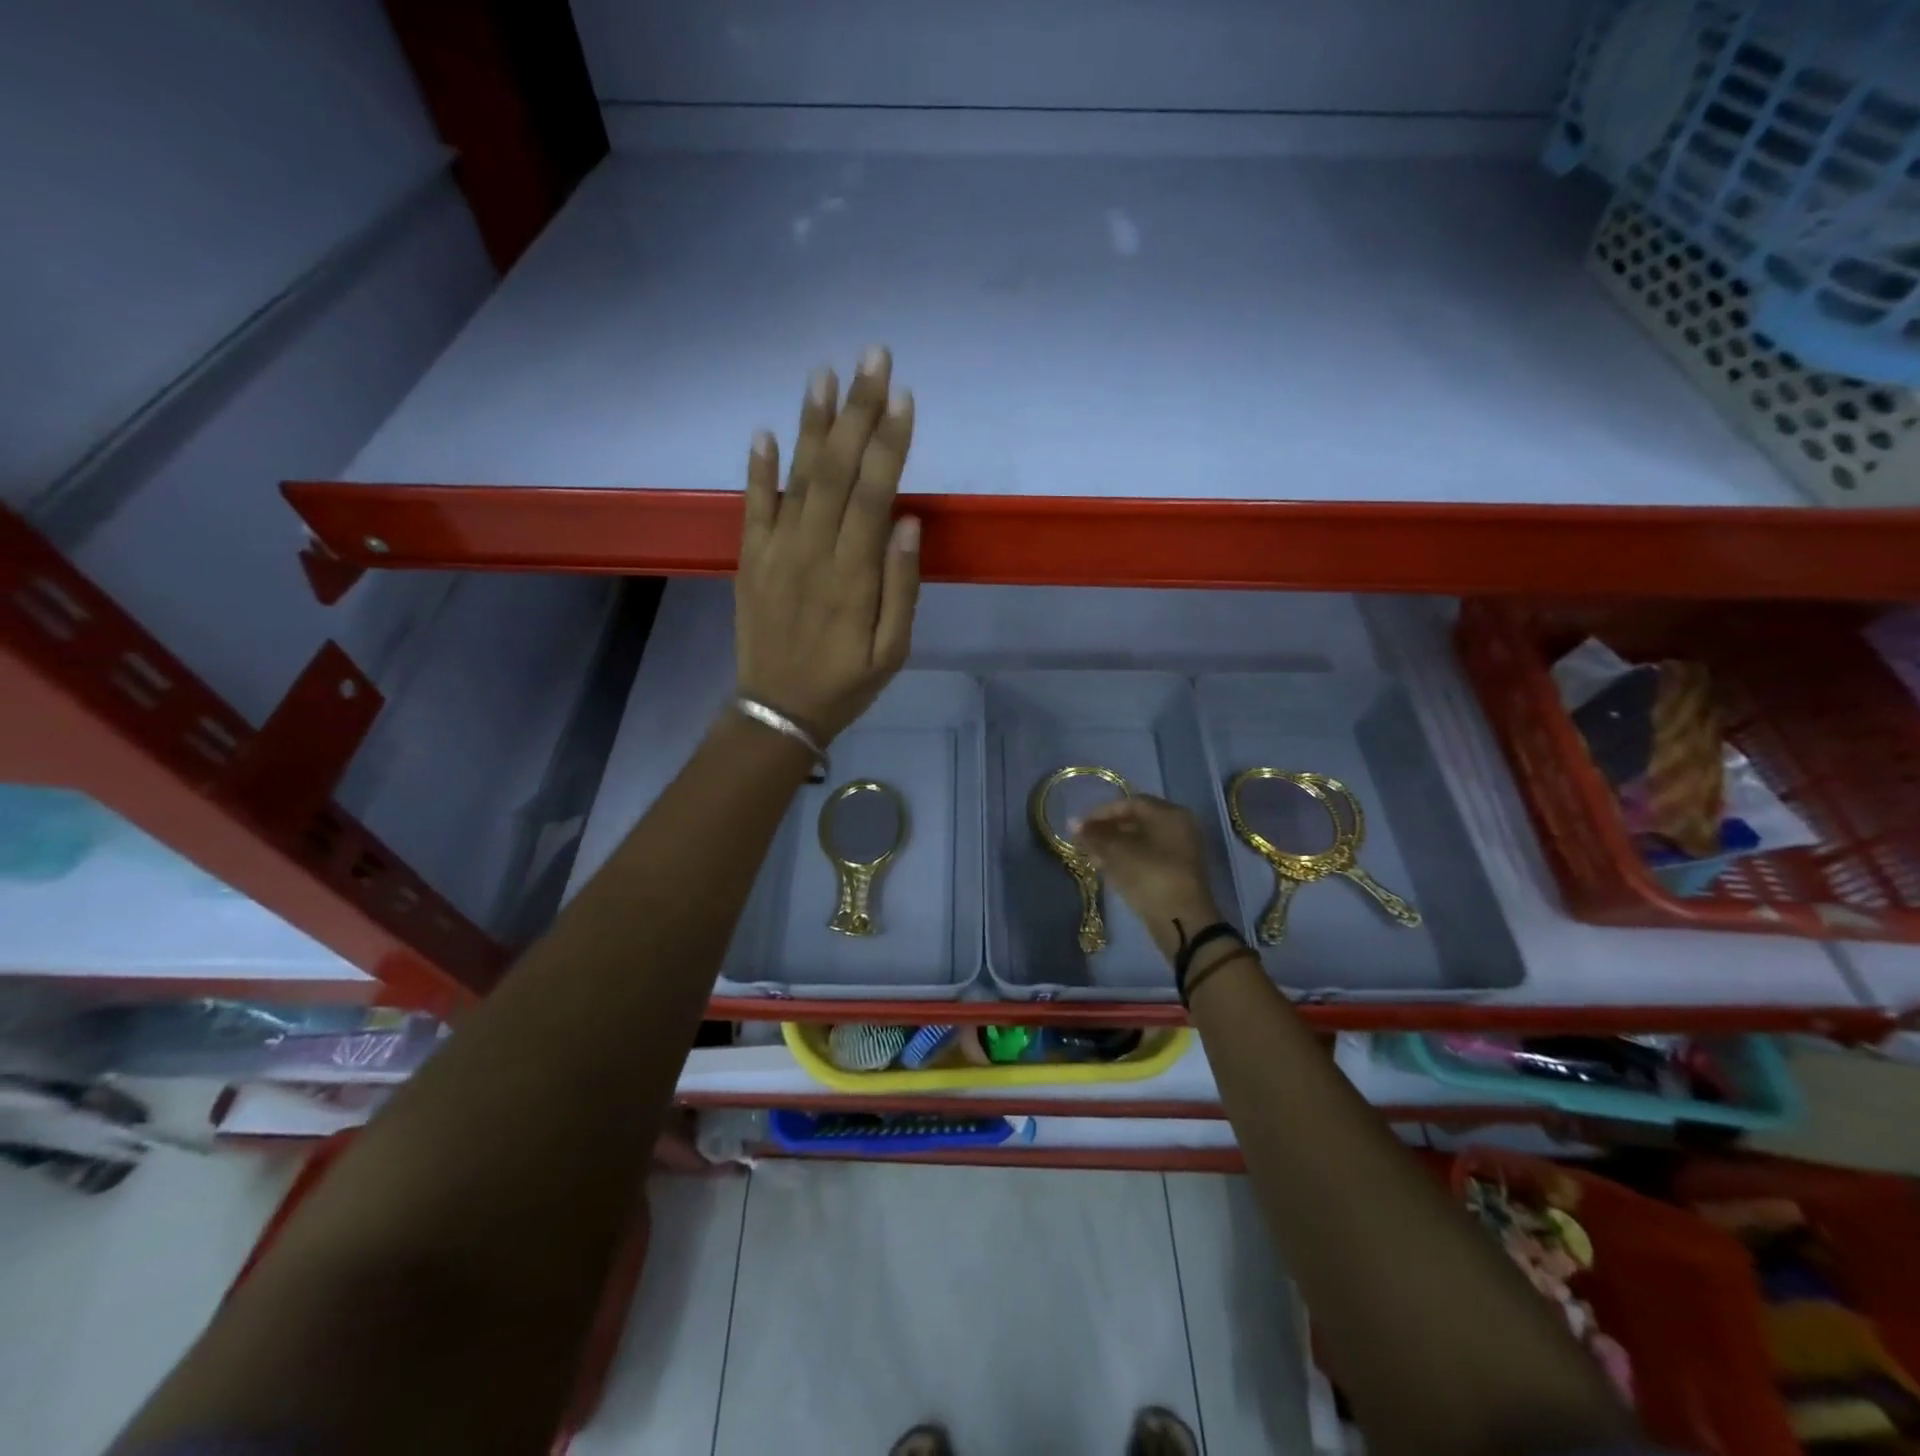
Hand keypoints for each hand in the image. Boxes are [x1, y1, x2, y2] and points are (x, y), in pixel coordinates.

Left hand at [735, 348, 919, 741]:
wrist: (778, 711)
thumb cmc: (846, 684)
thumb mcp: (892, 651)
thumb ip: (900, 587)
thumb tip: (908, 523)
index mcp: (853, 576)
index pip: (874, 495)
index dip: (890, 444)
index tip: (903, 396)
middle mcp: (812, 552)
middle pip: (838, 472)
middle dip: (858, 412)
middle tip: (873, 357)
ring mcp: (775, 553)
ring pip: (797, 478)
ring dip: (812, 425)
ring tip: (823, 374)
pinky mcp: (750, 560)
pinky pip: (753, 507)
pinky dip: (758, 468)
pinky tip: (764, 430)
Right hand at [1074, 796, 1223, 955]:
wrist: (1181, 921)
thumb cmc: (1149, 875)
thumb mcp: (1116, 852)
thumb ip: (1094, 835)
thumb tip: (1072, 822)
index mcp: (1169, 814)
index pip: (1130, 803)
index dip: (1101, 813)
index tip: (1080, 826)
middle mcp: (1180, 827)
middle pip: (1137, 821)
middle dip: (1107, 830)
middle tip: (1084, 842)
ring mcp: (1182, 851)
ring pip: (1142, 841)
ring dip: (1115, 847)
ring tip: (1092, 857)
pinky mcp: (1178, 873)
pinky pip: (1149, 857)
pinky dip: (1128, 860)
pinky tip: (1109, 870)